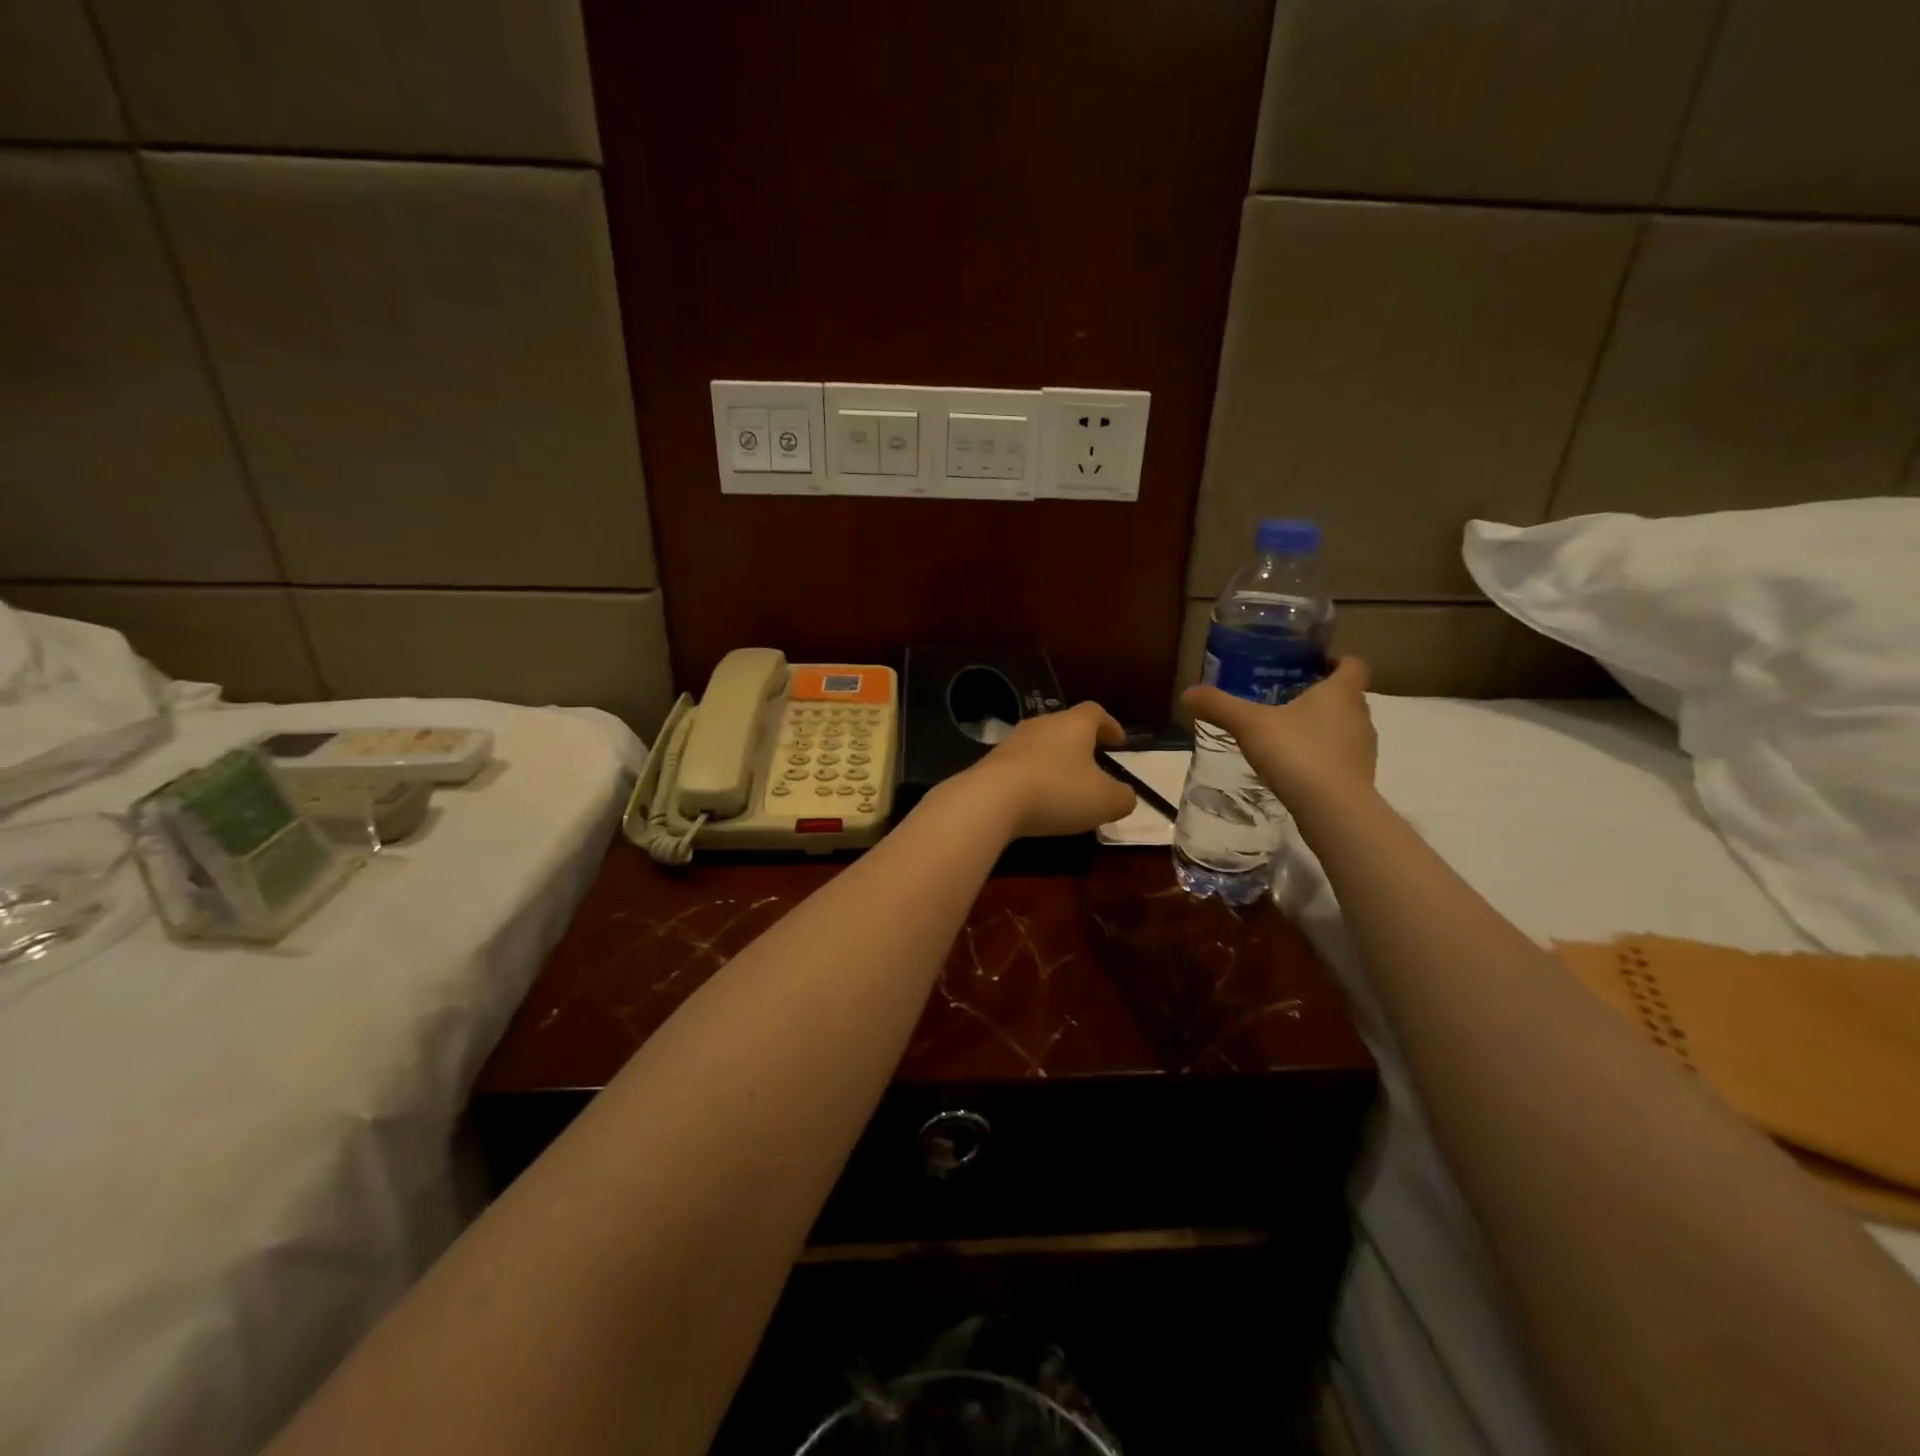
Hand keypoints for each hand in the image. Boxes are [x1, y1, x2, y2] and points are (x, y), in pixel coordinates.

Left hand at [950, 701, 1135, 838]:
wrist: (990, 800)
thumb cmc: (1057, 791)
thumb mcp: (1105, 801)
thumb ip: (1123, 797)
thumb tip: (1125, 795)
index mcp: (1073, 724)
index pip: (1095, 712)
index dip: (1110, 725)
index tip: (1119, 742)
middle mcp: (1042, 724)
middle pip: (1066, 726)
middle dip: (1081, 744)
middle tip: (1093, 765)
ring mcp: (1012, 741)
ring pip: (1041, 746)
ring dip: (1055, 762)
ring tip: (1065, 787)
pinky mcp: (991, 762)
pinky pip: (1020, 766)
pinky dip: (1033, 778)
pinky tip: (1036, 800)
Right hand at [1181, 657, 1376, 809]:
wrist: (1332, 808)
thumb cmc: (1296, 752)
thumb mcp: (1249, 725)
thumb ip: (1219, 706)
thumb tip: (1188, 693)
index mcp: (1341, 692)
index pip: (1352, 665)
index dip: (1335, 661)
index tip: (1311, 666)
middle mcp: (1360, 716)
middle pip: (1347, 696)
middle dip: (1321, 696)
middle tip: (1287, 699)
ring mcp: (1363, 749)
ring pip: (1345, 728)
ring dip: (1323, 727)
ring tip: (1287, 735)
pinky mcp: (1359, 778)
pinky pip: (1340, 757)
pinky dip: (1323, 756)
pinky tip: (1295, 767)